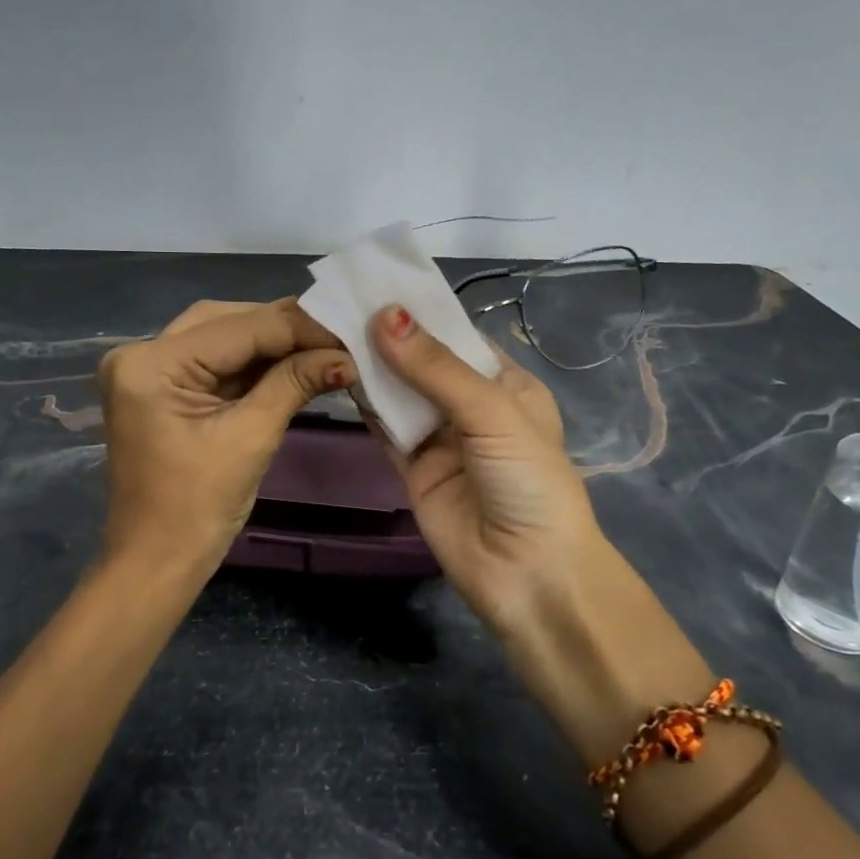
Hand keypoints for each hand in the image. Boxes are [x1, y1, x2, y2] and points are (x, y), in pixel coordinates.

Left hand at [96, 298, 352, 577]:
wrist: (157, 562)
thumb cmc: (198, 509)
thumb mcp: (251, 438)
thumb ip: (294, 383)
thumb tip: (345, 355)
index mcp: (152, 365)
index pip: (239, 328)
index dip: (299, 327)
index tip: (350, 328)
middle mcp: (140, 353)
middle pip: (226, 321)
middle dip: (284, 327)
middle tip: (338, 335)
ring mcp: (147, 370)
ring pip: (221, 335)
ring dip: (270, 341)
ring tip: (323, 346)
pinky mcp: (160, 387)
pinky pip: (213, 360)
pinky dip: (252, 362)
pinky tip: (292, 361)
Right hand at [365, 305, 605, 631]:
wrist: (528, 574)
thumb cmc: (527, 480)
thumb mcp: (491, 413)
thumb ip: (436, 368)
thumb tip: (385, 315)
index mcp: (506, 386)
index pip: (459, 337)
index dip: (422, 313)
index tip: (376, 284)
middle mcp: (472, 408)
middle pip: (424, 364)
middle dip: (390, 338)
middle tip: (341, 303)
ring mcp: (441, 440)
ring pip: (401, 394)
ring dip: (372, 368)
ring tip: (330, 330)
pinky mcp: (414, 470)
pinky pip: (386, 430)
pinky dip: (365, 407)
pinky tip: (337, 377)